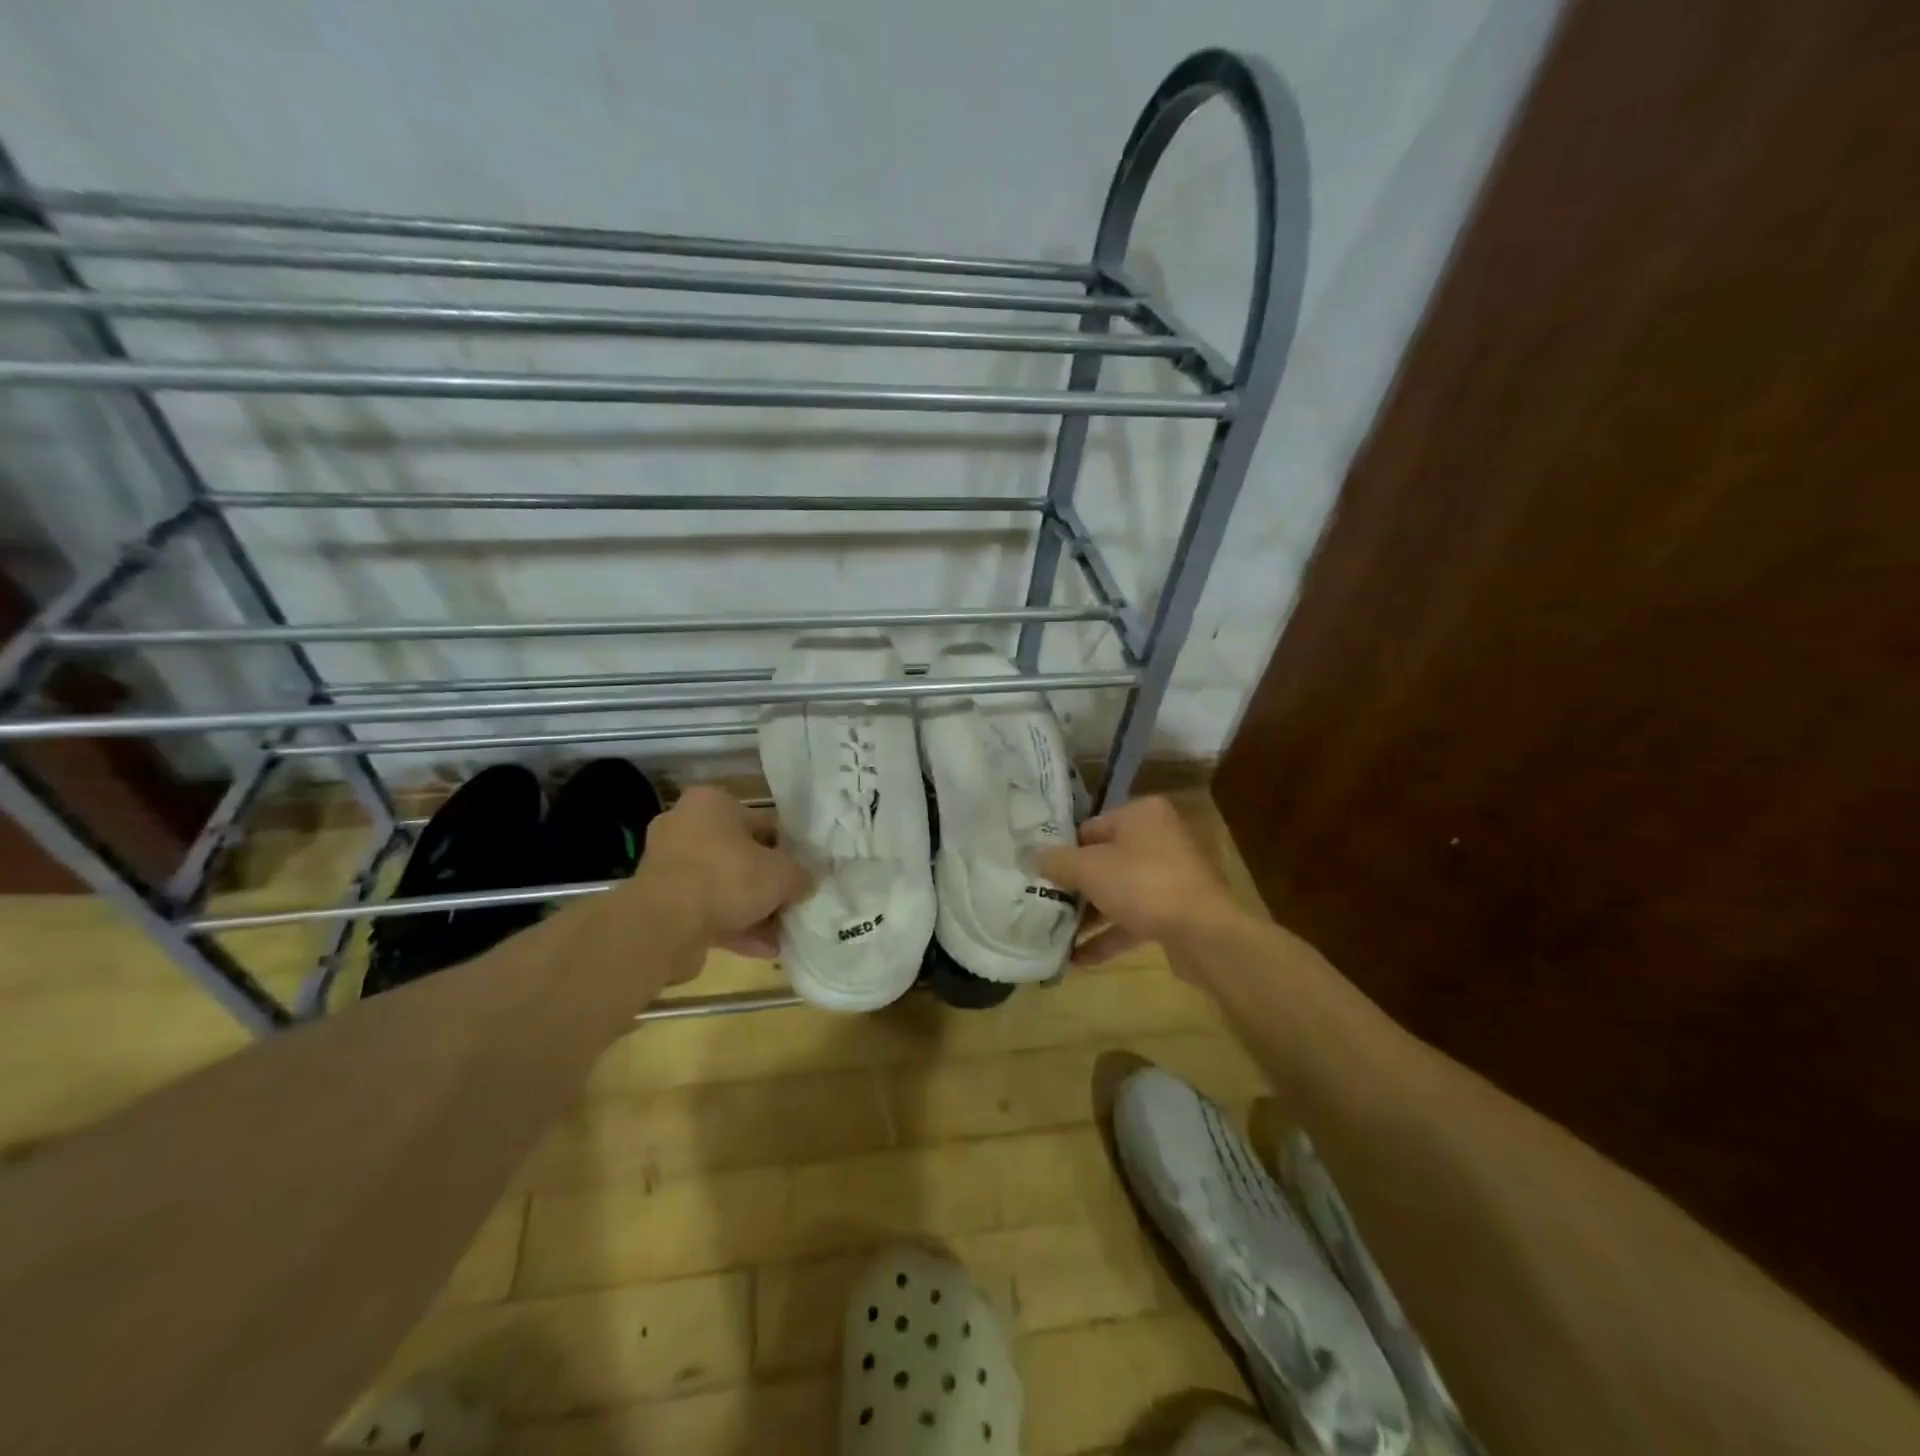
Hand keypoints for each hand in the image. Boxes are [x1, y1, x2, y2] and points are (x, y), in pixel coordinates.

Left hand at [632, 786, 810, 962]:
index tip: (802, 872)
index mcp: (711, 803)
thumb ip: (800, 875)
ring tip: (782, 933)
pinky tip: (764, 949)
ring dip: (752, 910)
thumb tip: (807, 882)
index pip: (761, 821)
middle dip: (766, 882)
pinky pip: (706, 911)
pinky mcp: (661, 903)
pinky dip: (733, 927)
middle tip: (792, 902)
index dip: (787, 848)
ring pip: (723, 886)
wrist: (663, 926)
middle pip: (740, 855)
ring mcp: (669, 866)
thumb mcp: (781, 874)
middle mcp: (685, 827)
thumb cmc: (727, 878)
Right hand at [1037, 796, 1243, 964]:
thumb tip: (1033, 855)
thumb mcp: (1089, 869)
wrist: (1204, 933)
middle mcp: (1159, 839)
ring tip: (1054, 934)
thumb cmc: (1143, 884)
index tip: (1040, 873)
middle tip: (1044, 903)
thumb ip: (1057, 861)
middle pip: (1104, 861)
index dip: (1063, 851)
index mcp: (1142, 815)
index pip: (1090, 828)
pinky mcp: (1175, 912)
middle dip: (1075, 887)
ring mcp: (1170, 877)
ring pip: (1118, 892)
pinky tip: (1077, 960)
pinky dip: (1108, 937)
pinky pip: (1133, 920)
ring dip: (1089, 915)